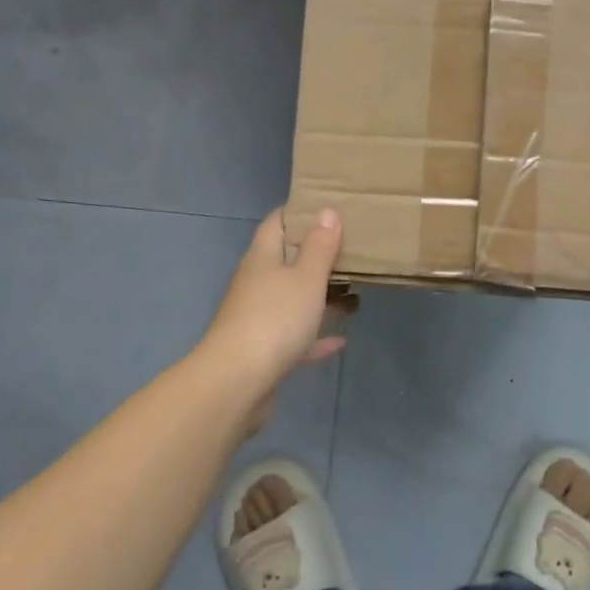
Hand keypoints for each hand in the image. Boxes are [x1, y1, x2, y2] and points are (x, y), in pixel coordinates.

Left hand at [198, 208, 349, 430]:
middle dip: (316, 254)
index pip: (277, 222)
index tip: (327, 206)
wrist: (236, 383)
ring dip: (320, 295)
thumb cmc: (274, 319)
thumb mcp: (306, 277)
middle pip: (286, 260)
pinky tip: (340, 340)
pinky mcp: (263, 350)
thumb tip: (326, 210)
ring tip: (353, 292)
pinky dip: (315, 335)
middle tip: (351, 249)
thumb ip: (319, 246)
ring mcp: (257, 317)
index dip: (299, 211)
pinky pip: (295, 336)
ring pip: (292, 298)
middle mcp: (256, 282)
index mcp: (263, 257)